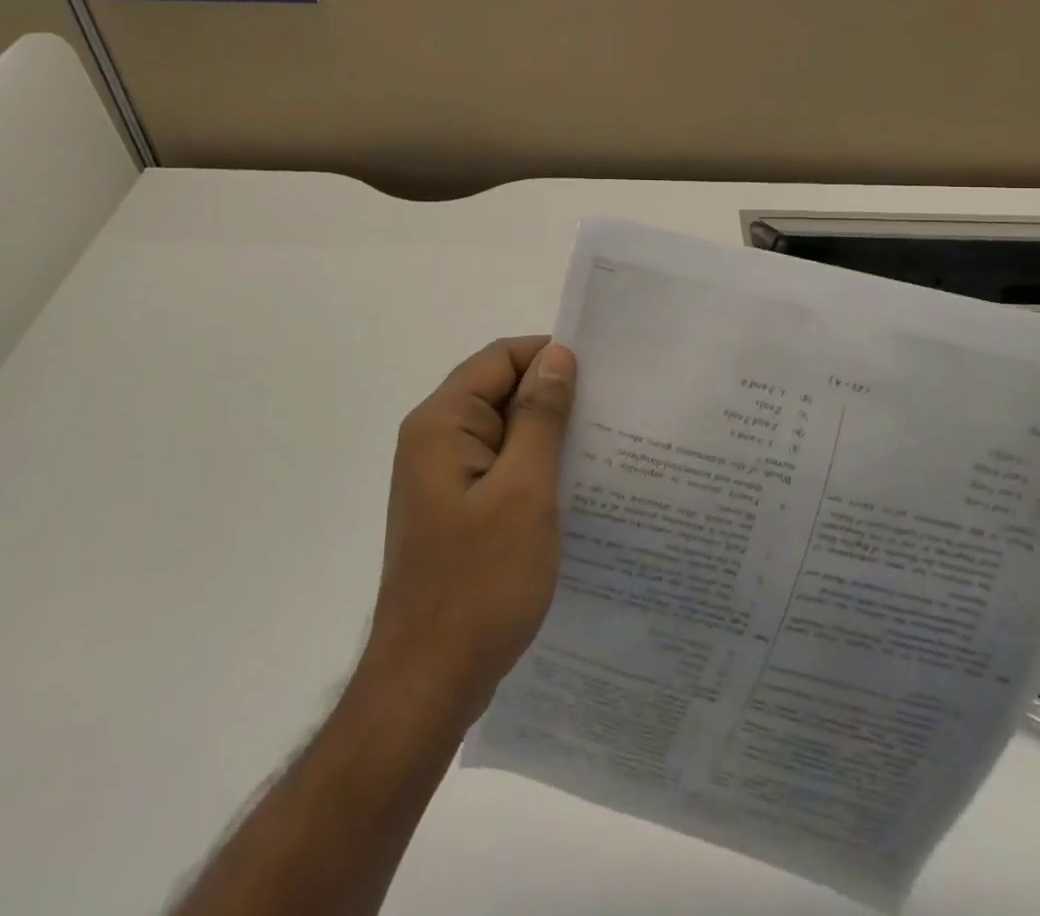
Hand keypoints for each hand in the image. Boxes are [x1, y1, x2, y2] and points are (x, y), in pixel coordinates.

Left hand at [362, 336, 576, 727]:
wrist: (428, 683)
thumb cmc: (479, 582)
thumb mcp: (524, 491)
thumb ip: (540, 417)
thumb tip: (558, 356)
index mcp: (441, 423)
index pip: (499, 359)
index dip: (548, 356)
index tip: (601, 374)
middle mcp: (435, 441)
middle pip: (498, 392)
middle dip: (552, 398)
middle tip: (612, 412)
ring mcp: (443, 479)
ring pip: (503, 433)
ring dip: (547, 436)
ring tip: (604, 448)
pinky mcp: (455, 511)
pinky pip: (499, 469)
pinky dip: (534, 469)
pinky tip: (574, 488)